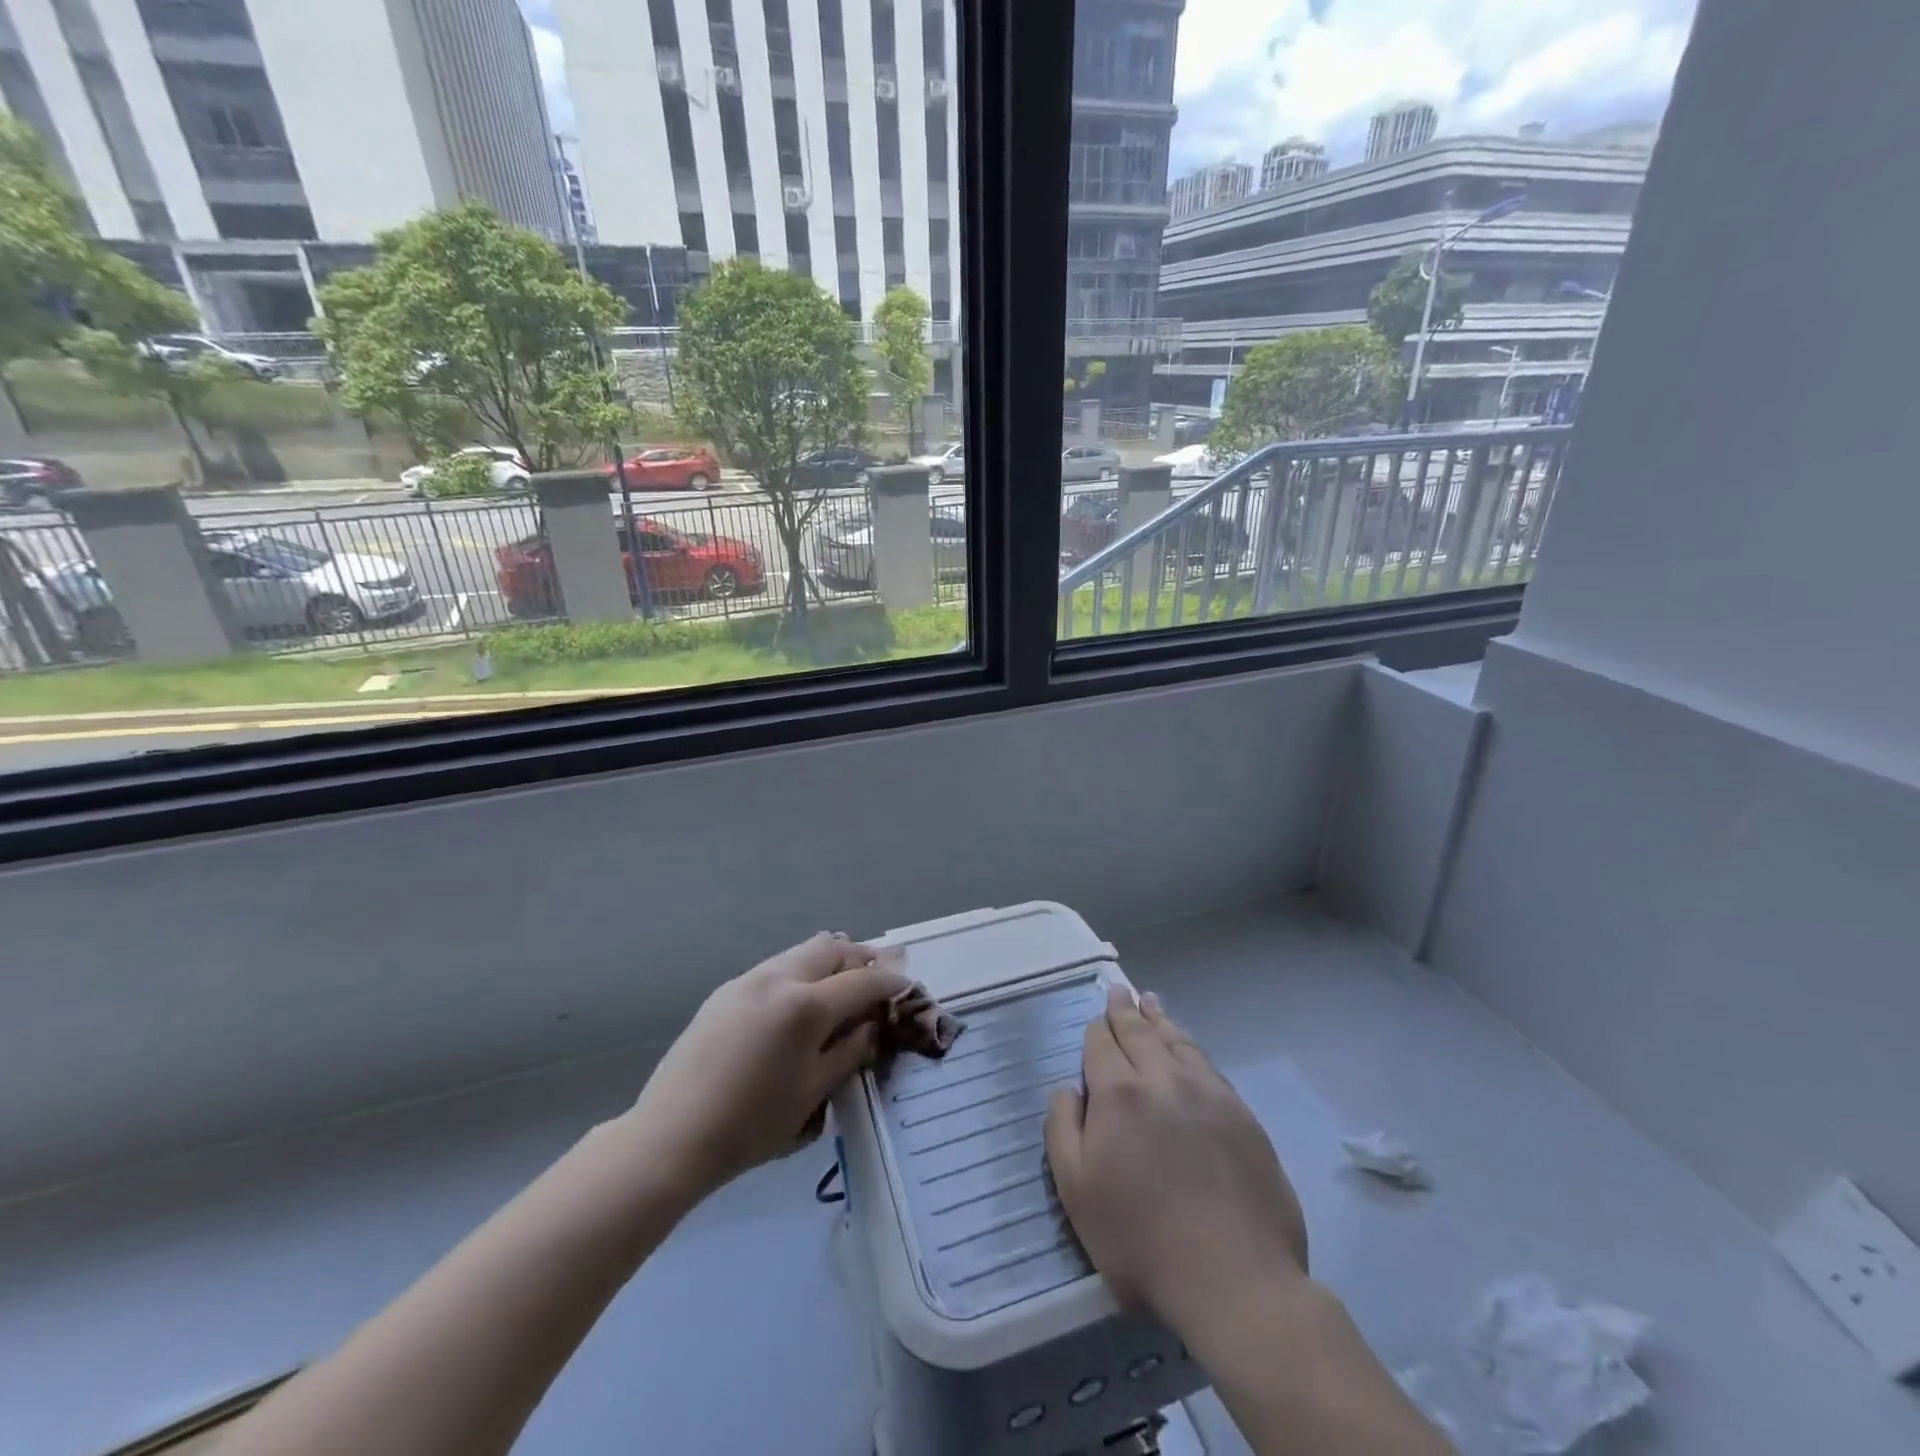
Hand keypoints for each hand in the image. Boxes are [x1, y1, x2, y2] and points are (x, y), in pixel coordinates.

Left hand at [626, 933, 908, 1201]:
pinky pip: (776, 967)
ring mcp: (747, 980)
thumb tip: (871, 1025)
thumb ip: (849, 1051)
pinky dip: (800, 973)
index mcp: (805, 1006)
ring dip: (829, 961)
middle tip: (877, 976)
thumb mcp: (813, 1093)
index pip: (861, 982)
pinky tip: (800, 1001)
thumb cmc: (751, 1126)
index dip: (889, 983)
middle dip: (860, 958)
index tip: (906, 986)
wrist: (671, 1136)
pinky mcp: (725, 991)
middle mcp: (778, 978)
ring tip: (842, 985)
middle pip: (831, 948)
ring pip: (801, 952)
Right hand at [1045, 987, 1308, 1331]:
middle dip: (1126, 1010)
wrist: (1234, 1278)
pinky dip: (1191, 1047)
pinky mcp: (1242, 1115)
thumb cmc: (1141, 1240)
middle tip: (1120, 991)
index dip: (1097, 1029)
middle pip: (1141, 1033)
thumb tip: (1066, 1088)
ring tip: (1151, 1004)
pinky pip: (1209, 1065)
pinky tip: (1188, 1049)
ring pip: (1178, 1042)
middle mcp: (1163, 1079)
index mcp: (1119, 1093)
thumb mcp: (1076, 1191)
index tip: (1097, 1018)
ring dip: (1160, 1020)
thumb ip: (1062, 1129)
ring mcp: (1208, 1093)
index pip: (1102, 1045)